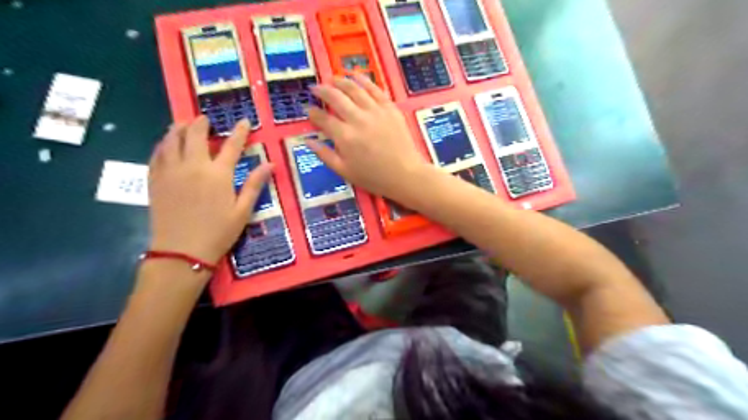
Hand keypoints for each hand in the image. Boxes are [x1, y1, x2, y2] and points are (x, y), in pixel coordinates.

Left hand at [147, 116, 274, 263]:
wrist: (182, 252)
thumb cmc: (219, 232)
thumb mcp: (243, 210)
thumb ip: (254, 184)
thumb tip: (270, 164)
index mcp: (218, 174)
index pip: (232, 146)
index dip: (240, 132)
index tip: (244, 121)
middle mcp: (193, 166)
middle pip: (194, 135)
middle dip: (201, 123)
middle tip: (205, 118)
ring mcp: (170, 172)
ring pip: (171, 140)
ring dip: (178, 128)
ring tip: (182, 124)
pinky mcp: (155, 180)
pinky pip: (156, 155)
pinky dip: (162, 145)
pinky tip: (165, 144)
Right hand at [306, 73, 429, 197]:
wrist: (405, 174)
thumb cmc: (374, 177)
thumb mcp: (345, 171)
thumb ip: (325, 155)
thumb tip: (308, 141)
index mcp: (344, 137)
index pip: (323, 119)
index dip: (313, 113)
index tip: (308, 110)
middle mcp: (358, 119)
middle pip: (336, 98)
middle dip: (322, 90)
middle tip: (315, 88)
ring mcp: (375, 111)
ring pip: (354, 89)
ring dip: (340, 81)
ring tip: (332, 78)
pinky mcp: (390, 108)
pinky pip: (375, 89)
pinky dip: (364, 81)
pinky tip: (356, 76)